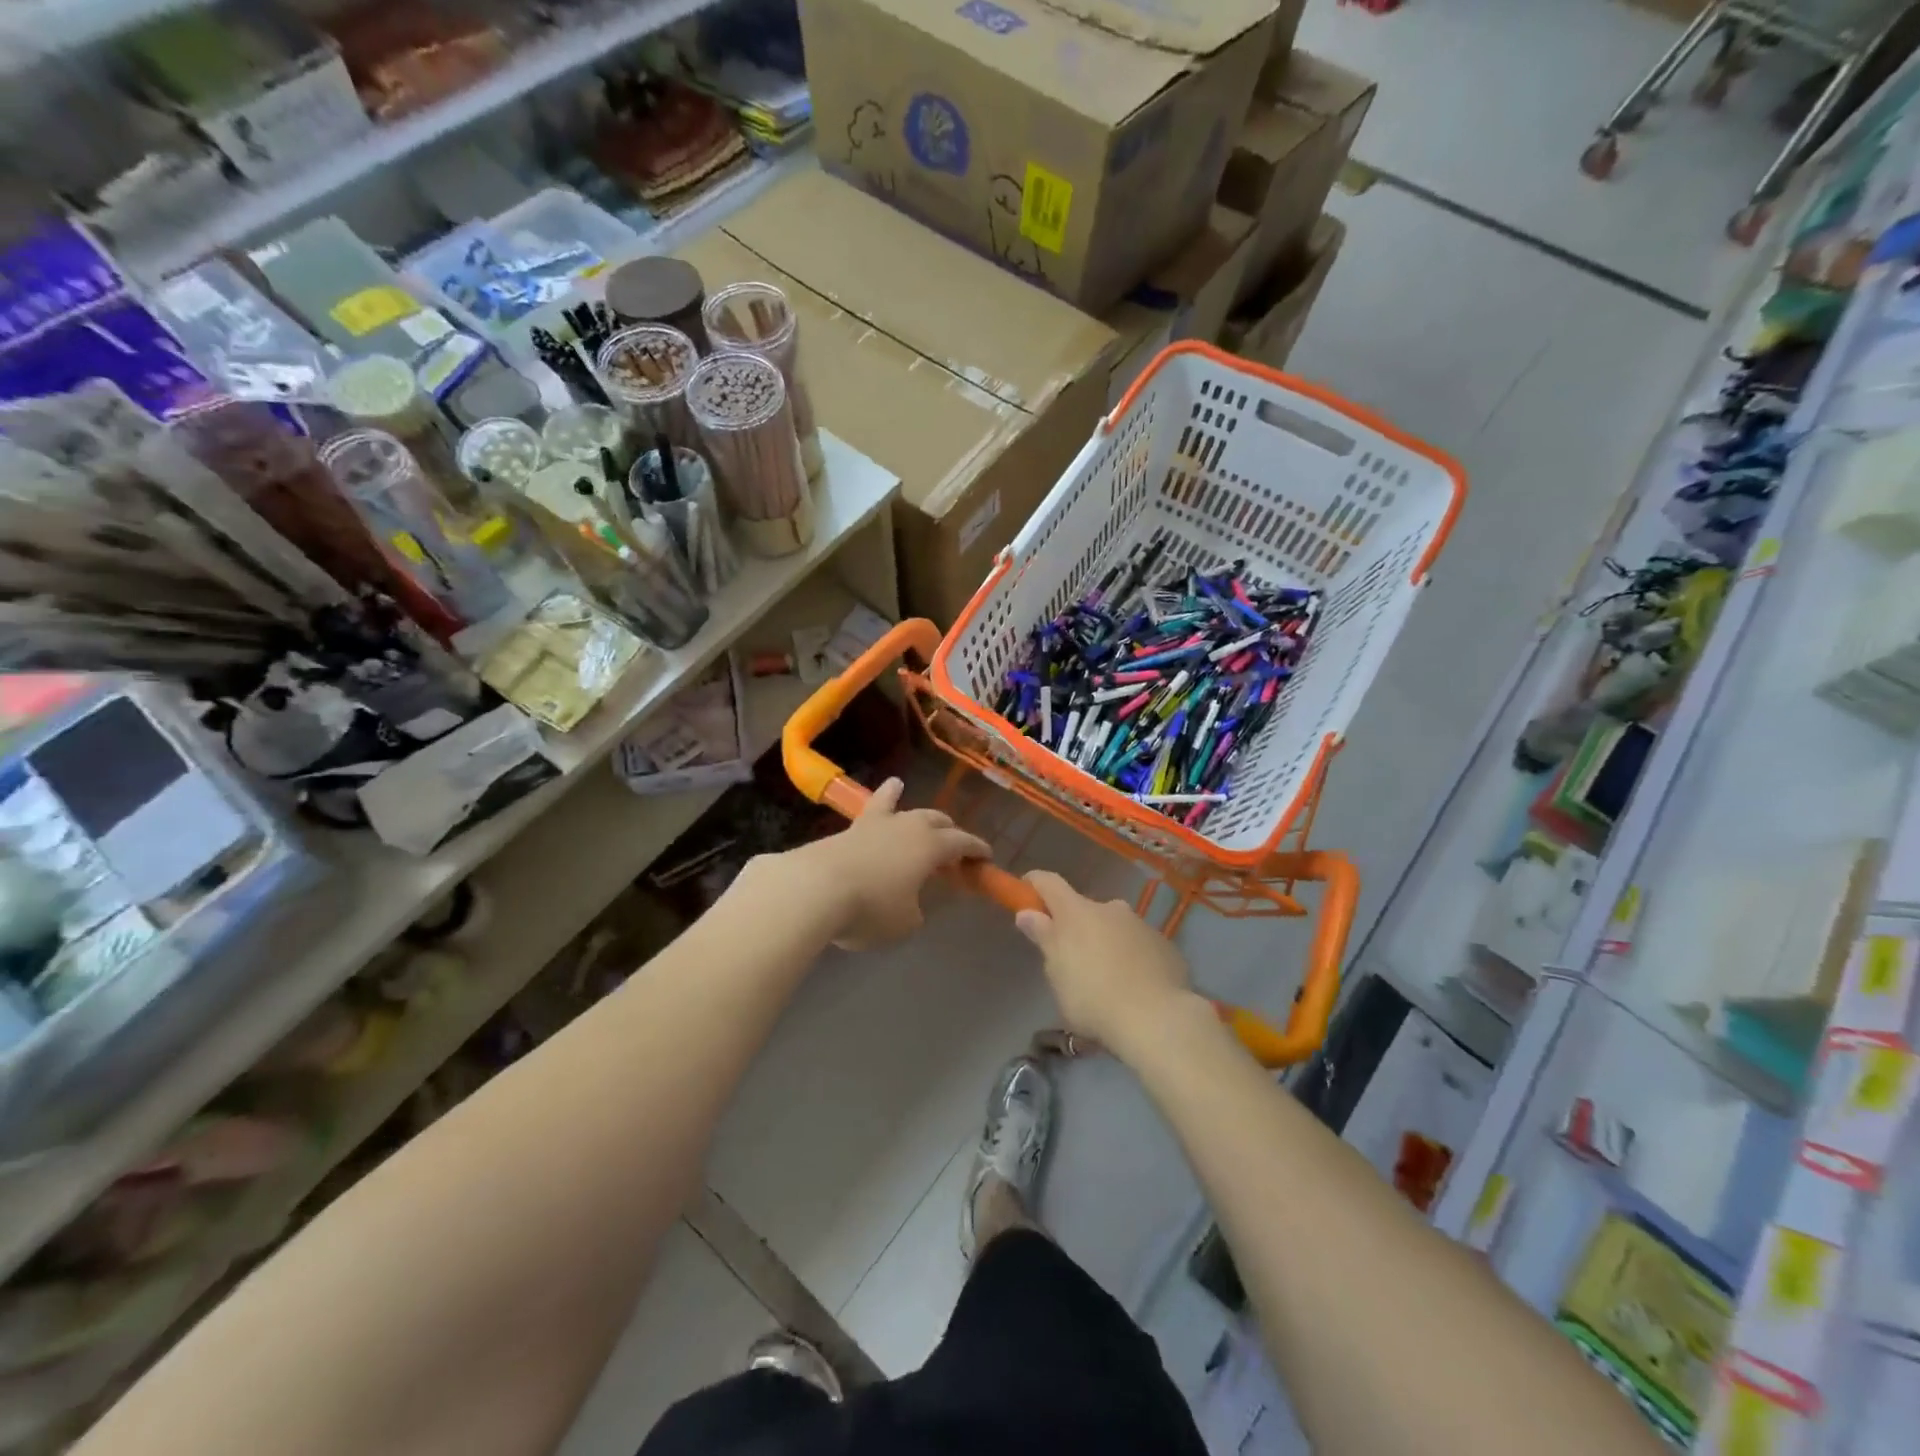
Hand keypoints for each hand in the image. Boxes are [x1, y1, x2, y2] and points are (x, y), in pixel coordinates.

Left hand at [786, 778, 990, 949]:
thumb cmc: (871, 908)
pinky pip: (870, 813)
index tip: (986, 856)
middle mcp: (906, 826)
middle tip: (952, 842)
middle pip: (934, 820)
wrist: (814, 889)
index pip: (962, 842)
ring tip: (899, 786)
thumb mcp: (905, 923)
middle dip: (947, 829)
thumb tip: (910, 902)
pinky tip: (876, 804)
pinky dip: (878, 806)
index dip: (976, 849)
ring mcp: (874, 824)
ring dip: (903, 800)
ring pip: (897, 805)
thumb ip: (915, 910)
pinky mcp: (846, 830)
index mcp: (930, 846)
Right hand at [1015, 871, 1199, 1058]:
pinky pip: (1139, 946)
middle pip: (1084, 909)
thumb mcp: (1057, 972)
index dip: (1033, 885)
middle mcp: (1110, 908)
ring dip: (1105, 943)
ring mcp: (1142, 925)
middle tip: (1070, 960)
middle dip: (1074, 927)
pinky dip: (1131, 958)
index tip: (1024, 895)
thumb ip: (1043, 937)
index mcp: (1077, 911)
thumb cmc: (1093, 997)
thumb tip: (1027, 912)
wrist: (1158, 1020)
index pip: (1048, 883)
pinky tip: (1134, 988)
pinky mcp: (1166, 946)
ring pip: (1115, 927)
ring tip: (1106, 980)